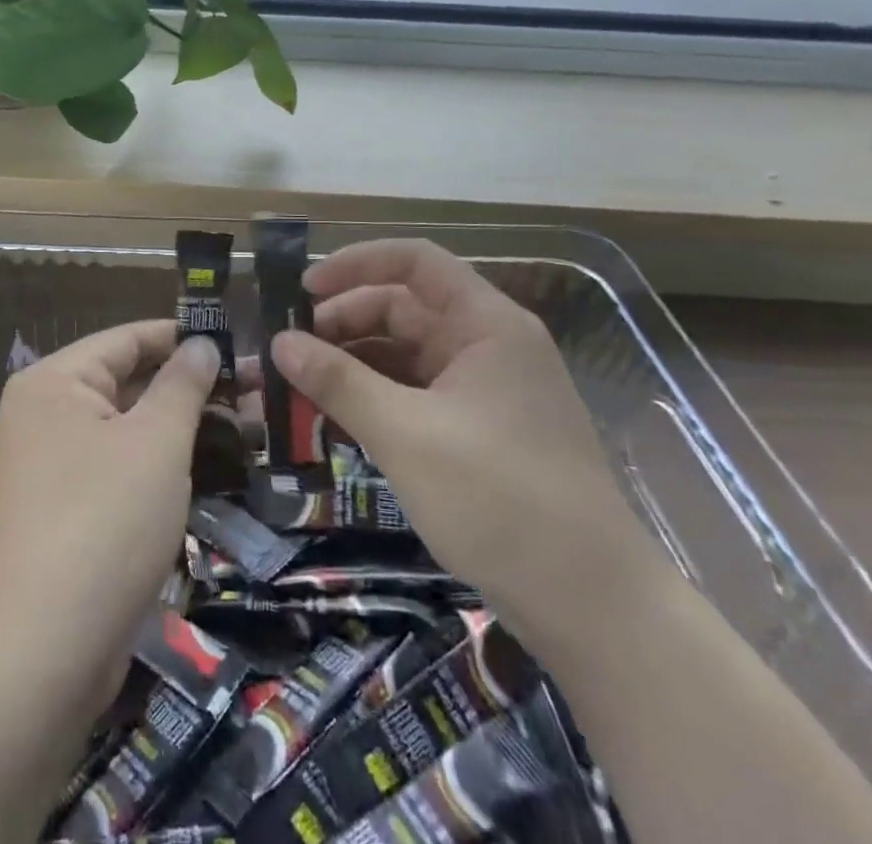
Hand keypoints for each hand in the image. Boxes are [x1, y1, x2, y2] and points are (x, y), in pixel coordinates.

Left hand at [0, 320, 220, 717]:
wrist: (41, 652)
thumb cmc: (104, 521)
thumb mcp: (156, 442)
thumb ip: (182, 384)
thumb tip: (201, 344)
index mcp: (53, 382)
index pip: (126, 340)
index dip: (181, 337)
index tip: (235, 341)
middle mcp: (40, 415)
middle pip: (122, 383)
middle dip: (184, 388)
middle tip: (249, 391)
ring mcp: (45, 467)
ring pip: (121, 430)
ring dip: (174, 429)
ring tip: (239, 429)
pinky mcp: (57, 514)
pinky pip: (111, 470)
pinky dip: (151, 466)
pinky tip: (198, 473)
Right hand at [272, 239, 656, 645]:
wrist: (592, 610)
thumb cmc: (499, 501)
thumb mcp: (406, 435)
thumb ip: (338, 382)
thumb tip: (278, 342)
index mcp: (485, 324)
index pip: (414, 262)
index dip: (355, 264)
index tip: (302, 290)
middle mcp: (486, 345)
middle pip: (402, 309)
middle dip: (340, 325)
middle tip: (285, 353)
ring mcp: (483, 390)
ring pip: (402, 356)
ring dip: (349, 367)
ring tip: (294, 389)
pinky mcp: (476, 431)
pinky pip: (413, 395)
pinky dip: (372, 400)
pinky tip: (331, 420)